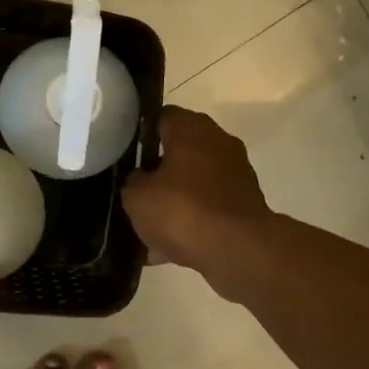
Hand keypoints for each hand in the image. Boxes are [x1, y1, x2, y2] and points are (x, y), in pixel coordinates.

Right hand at [121, 107, 274, 277]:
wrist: (237, 250)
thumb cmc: (182, 210)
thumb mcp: (137, 197)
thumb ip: (133, 181)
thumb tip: (140, 179)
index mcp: (192, 128)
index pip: (161, 117)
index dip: (141, 133)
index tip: (124, 153)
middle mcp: (218, 143)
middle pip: (179, 152)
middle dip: (157, 173)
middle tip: (134, 192)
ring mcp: (235, 174)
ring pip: (193, 184)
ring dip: (173, 202)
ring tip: (147, 230)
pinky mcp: (244, 205)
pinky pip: (207, 209)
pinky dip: (190, 224)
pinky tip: (166, 250)